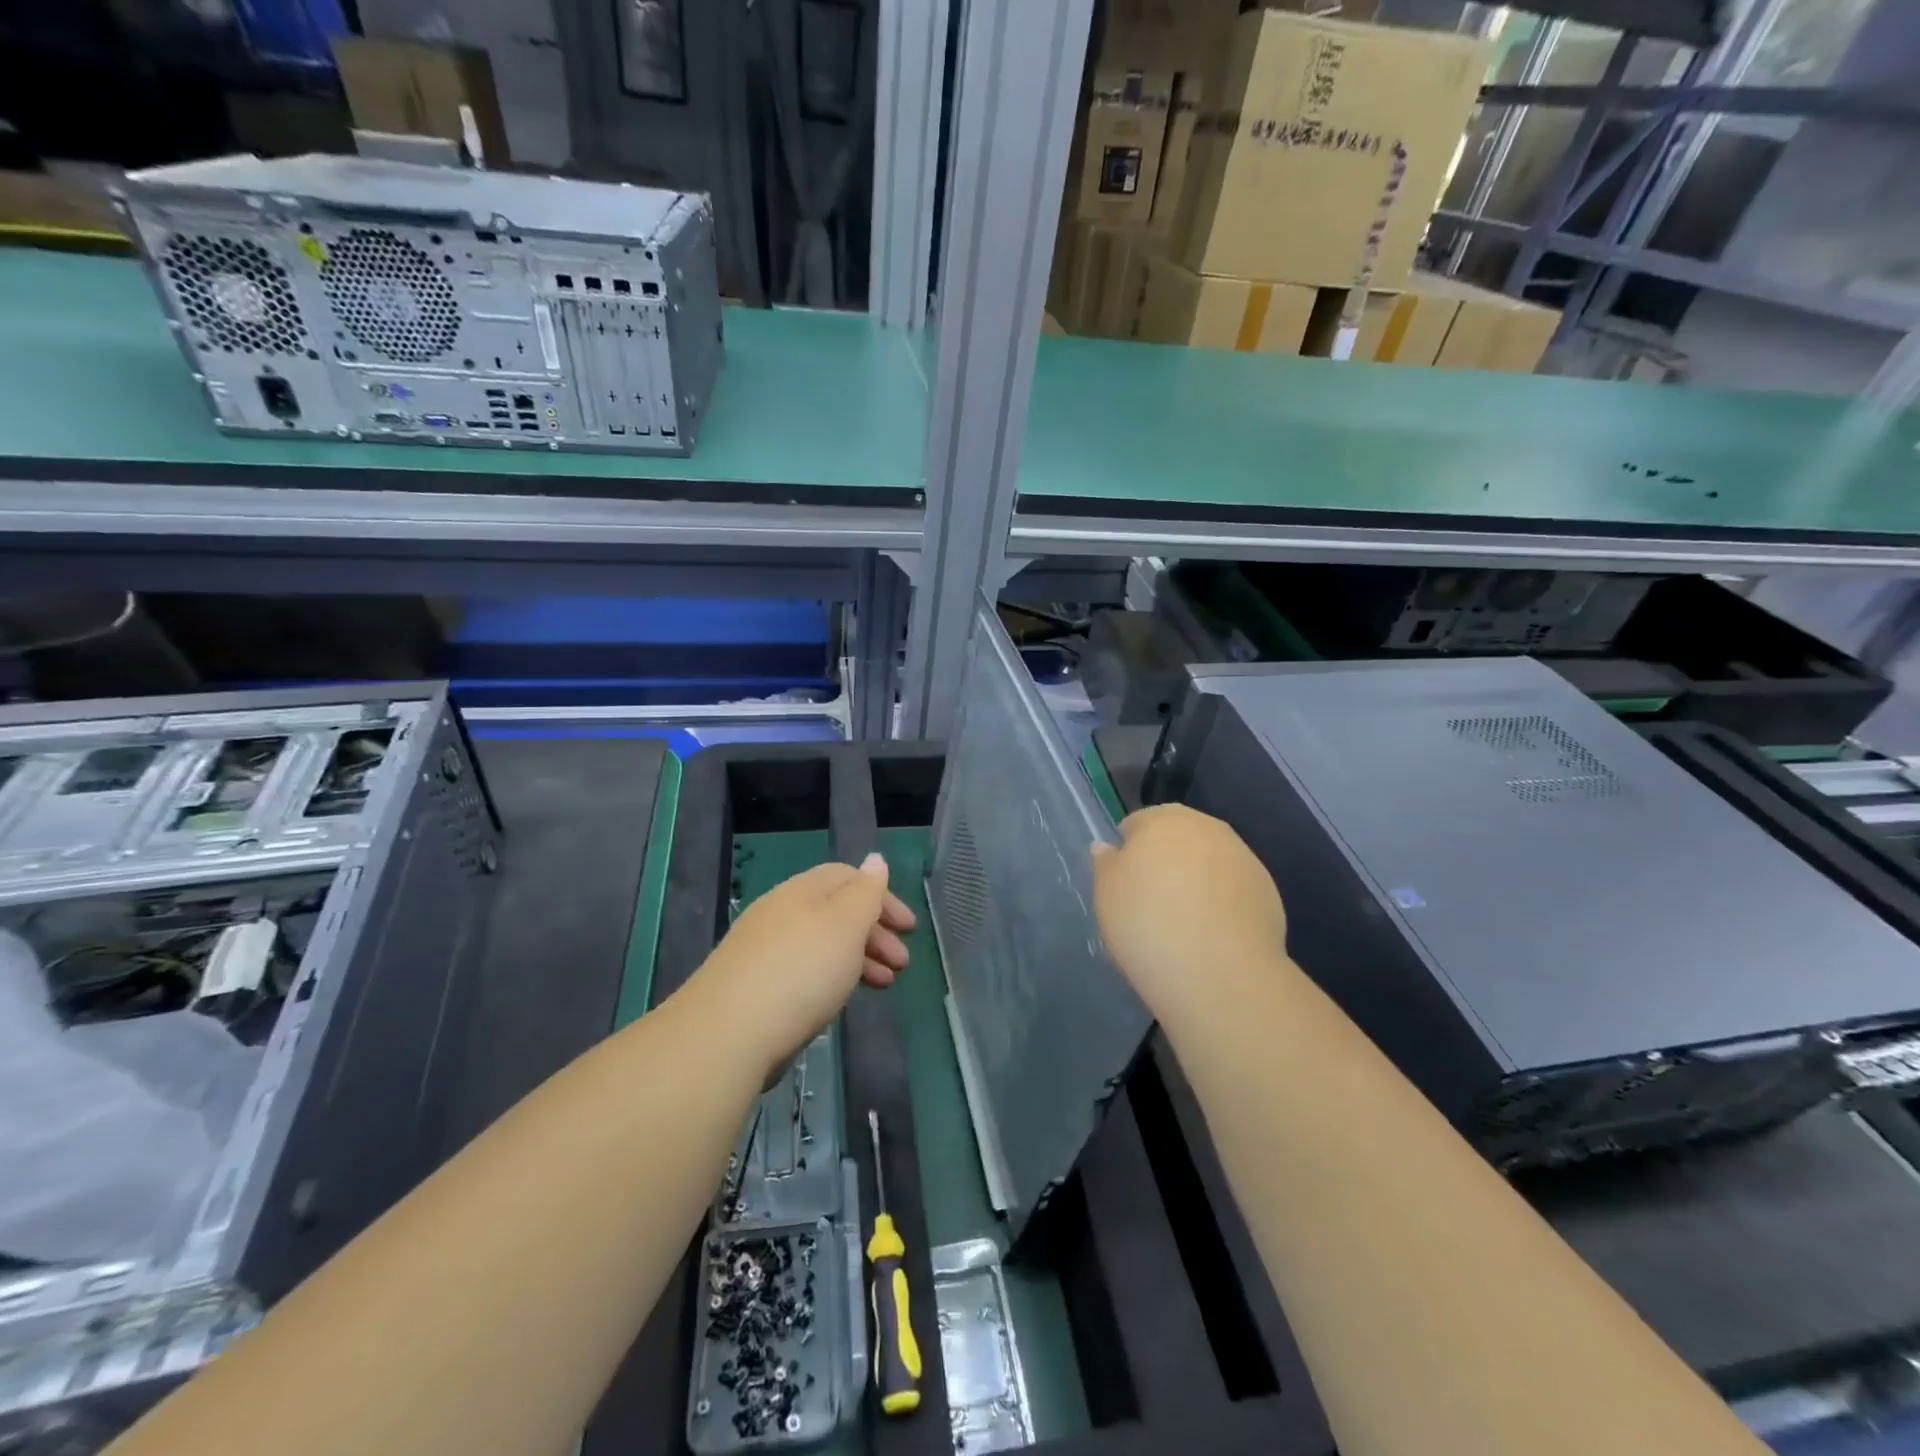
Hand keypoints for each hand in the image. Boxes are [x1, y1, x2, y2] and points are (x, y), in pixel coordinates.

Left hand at [687, 853, 915, 1076]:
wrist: (728, 1034)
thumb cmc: (801, 970)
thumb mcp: (845, 924)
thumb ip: (865, 892)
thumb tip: (875, 859)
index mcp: (801, 891)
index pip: (847, 877)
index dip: (882, 897)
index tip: (909, 928)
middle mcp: (780, 913)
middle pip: (836, 912)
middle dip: (875, 933)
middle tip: (902, 963)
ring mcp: (765, 952)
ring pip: (822, 945)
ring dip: (859, 959)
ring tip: (883, 985)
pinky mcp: (756, 989)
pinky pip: (806, 971)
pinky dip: (833, 978)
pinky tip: (840, 1000)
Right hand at [1091, 805, 1286, 1016]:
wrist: (1219, 972)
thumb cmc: (1147, 923)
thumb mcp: (1106, 894)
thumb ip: (1106, 863)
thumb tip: (1109, 847)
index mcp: (1162, 819)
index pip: (1137, 824)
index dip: (1127, 853)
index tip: (1124, 885)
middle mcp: (1206, 827)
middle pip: (1177, 838)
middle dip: (1165, 861)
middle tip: (1151, 903)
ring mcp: (1242, 856)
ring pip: (1207, 862)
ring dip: (1195, 881)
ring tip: (1183, 923)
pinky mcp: (1266, 889)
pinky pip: (1231, 889)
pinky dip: (1221, 903)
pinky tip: (1211, 935)